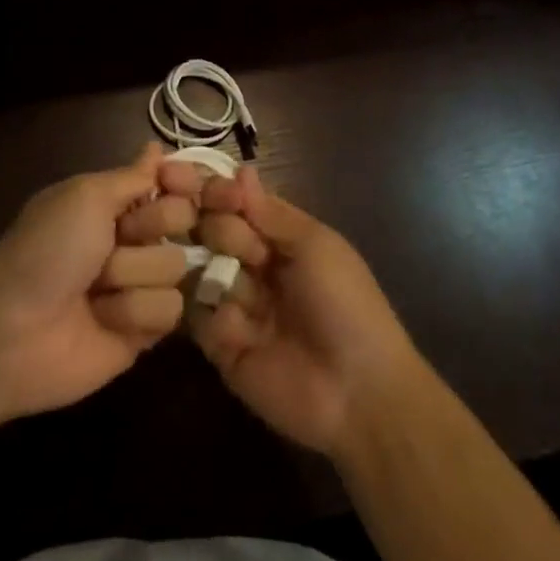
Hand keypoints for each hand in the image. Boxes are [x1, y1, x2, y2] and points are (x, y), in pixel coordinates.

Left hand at [0, 142, 201, 420]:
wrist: (12, 331)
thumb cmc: (46, 250)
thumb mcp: (85, 195)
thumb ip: (132, 176)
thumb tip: (155, 148)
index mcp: (116, 203)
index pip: (174, 181)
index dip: (179, 182)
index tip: (171, 182)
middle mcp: (134, 239)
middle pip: (183, 220)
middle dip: (148, 230)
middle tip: (113, 241)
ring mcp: (141, 284)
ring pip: (176, 267)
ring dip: (132, 276)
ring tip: (95, 290)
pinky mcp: (145, 331)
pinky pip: (170, 310)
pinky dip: (133, 312)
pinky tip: (103, 320)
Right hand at [186, 164, 421, 459]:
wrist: (358, 390)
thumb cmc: (344, 303)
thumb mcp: (315, 245)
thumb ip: (271, 213)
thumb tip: (240, 170)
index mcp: (284, 241)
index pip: (241, 206)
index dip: (223, 195)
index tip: (211, 190)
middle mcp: (257, 268)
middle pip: (217, 234)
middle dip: (221, 231)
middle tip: (243, 249)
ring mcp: (238, 307)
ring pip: (204, 273)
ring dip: (215, 272)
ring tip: (235, 286)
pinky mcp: (223, 349)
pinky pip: (201, 321)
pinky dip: (214, 318)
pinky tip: (238, 326)